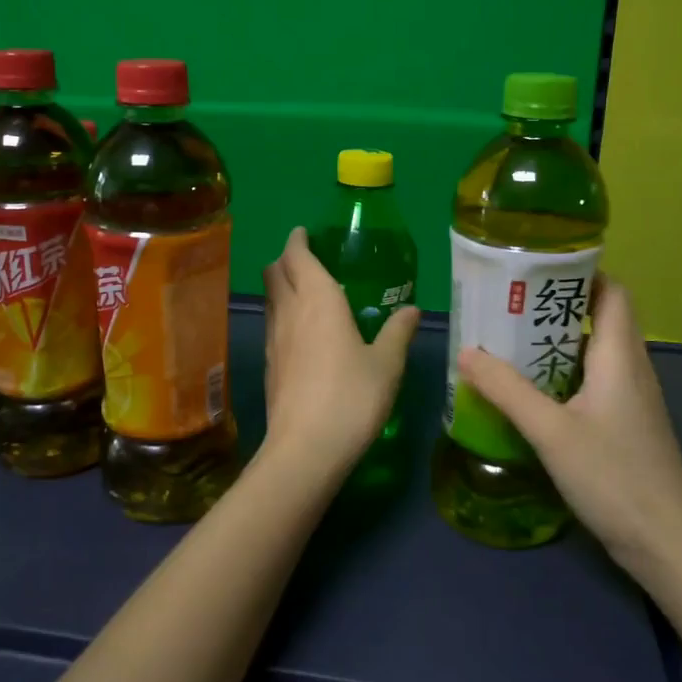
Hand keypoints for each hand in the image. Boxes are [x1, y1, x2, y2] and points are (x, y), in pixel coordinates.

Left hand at [262, 228, 419, 471]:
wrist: (305, 448)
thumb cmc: (352, 397)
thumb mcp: (387, 364)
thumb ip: (398, 332)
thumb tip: (413, 310)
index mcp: (318, 299)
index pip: (297, 255)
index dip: (298, 240)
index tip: (304, 233)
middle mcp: (289, 311)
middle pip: (274, 272)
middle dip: (286, 259)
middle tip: (307, 260)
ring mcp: (274, 339)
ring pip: (270, 298)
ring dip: (281, 287)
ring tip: (305, 293)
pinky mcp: (268, 365)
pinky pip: (272, 324)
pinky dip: (283, 315)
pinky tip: (302, 334)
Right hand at [457, 279, 681, 574]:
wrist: (668, 545)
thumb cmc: (614, 478)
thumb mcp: (551, 432)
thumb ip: (507, 390)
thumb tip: (466, 352)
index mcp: (620, 356)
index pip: (613, 292)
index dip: (581, 272)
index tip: (536, 270)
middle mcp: (631, 369)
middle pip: (600, 317)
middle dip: (555, 306)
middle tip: (507, 304)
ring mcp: (631, 399)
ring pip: (594, 352)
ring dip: (556, 341)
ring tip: (509, 340)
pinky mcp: (626, 425)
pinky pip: (593, 380)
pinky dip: (563, 373)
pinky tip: (530, 390)